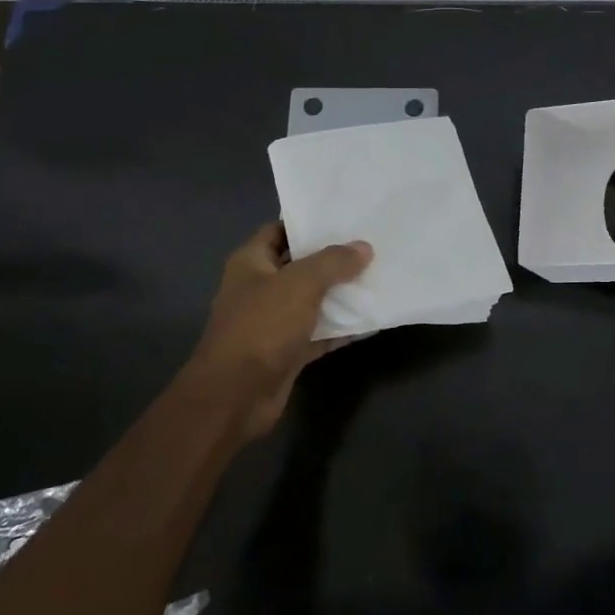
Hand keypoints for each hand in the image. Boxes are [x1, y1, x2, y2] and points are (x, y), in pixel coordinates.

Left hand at [182, 223, 373, 438]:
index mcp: (251, 262)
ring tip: (378, 277)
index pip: (280, 230)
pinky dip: (341, 328)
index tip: (345, 218)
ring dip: (341, 294)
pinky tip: (372, 320)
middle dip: (333, 259)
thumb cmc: (262, 326)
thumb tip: (364, 247)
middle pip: (300, 265)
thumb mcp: (301, 284)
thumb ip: (333, 262)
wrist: (236, 396)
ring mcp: (273, 321)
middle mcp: (260, 288)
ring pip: (312, 300)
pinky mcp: (287, 351)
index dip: (309, 224)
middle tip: (371, 246)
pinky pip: (319, 332)